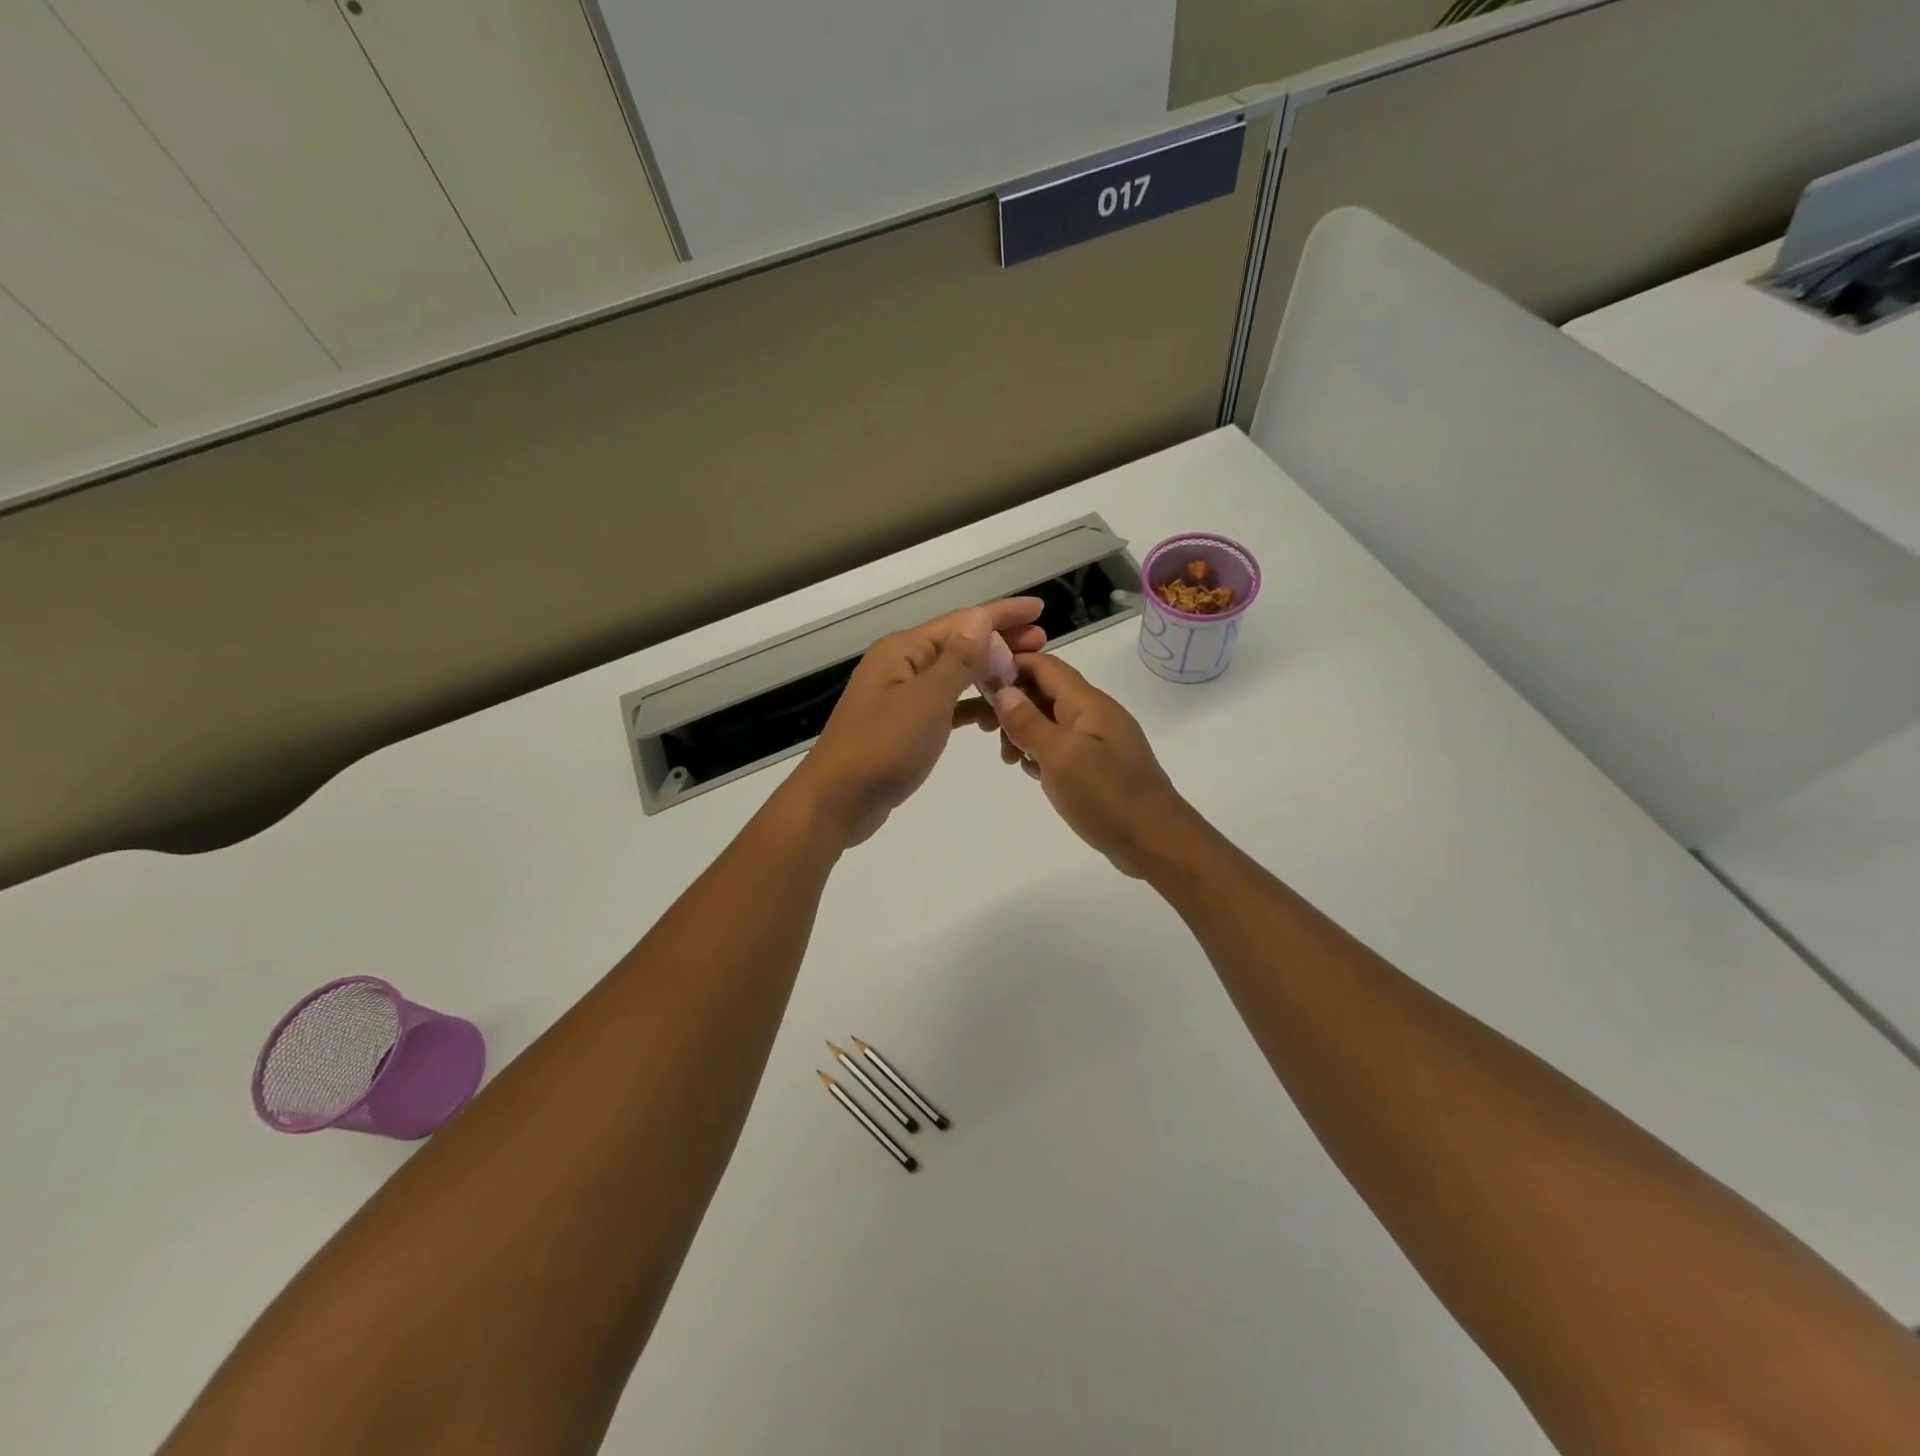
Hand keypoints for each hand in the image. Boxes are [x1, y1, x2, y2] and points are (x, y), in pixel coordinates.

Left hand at [787, 598, 1045, 847]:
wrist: (838, 800)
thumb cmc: (882, 746)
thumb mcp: (926, 700)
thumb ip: (958, 659)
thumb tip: (981, 617)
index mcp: (903, 650)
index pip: (962, 622)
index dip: (1002, 614)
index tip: (1039, 610)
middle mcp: (901, 665)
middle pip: (958, 644)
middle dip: (999, 642)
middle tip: (1042, 643)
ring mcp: (901, 696)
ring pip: (953, 675)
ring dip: (988, 673)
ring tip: (1024, 676)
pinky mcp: (904, 726)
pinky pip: (945, 705)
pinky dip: (969, 706)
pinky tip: (991, 715)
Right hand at [970, 653, 1200, 877]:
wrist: (1156, 841)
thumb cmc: (1107, 796)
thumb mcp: (1060, 757)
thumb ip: (1029, 722)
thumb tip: (1003, 690)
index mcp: (1087, 703)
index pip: (1045, 666)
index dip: (1010, 667)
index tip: (978, 687)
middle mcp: (1094, 713)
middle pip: (1045, 691)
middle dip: (1012, 704)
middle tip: (986, 732)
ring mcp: (1098, 739)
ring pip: (1051, 720)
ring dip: (1024, 731)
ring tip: (1009, 760)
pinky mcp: (1098, 764)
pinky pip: (1062, 745)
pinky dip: (1041, 751)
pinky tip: (1030, 772)